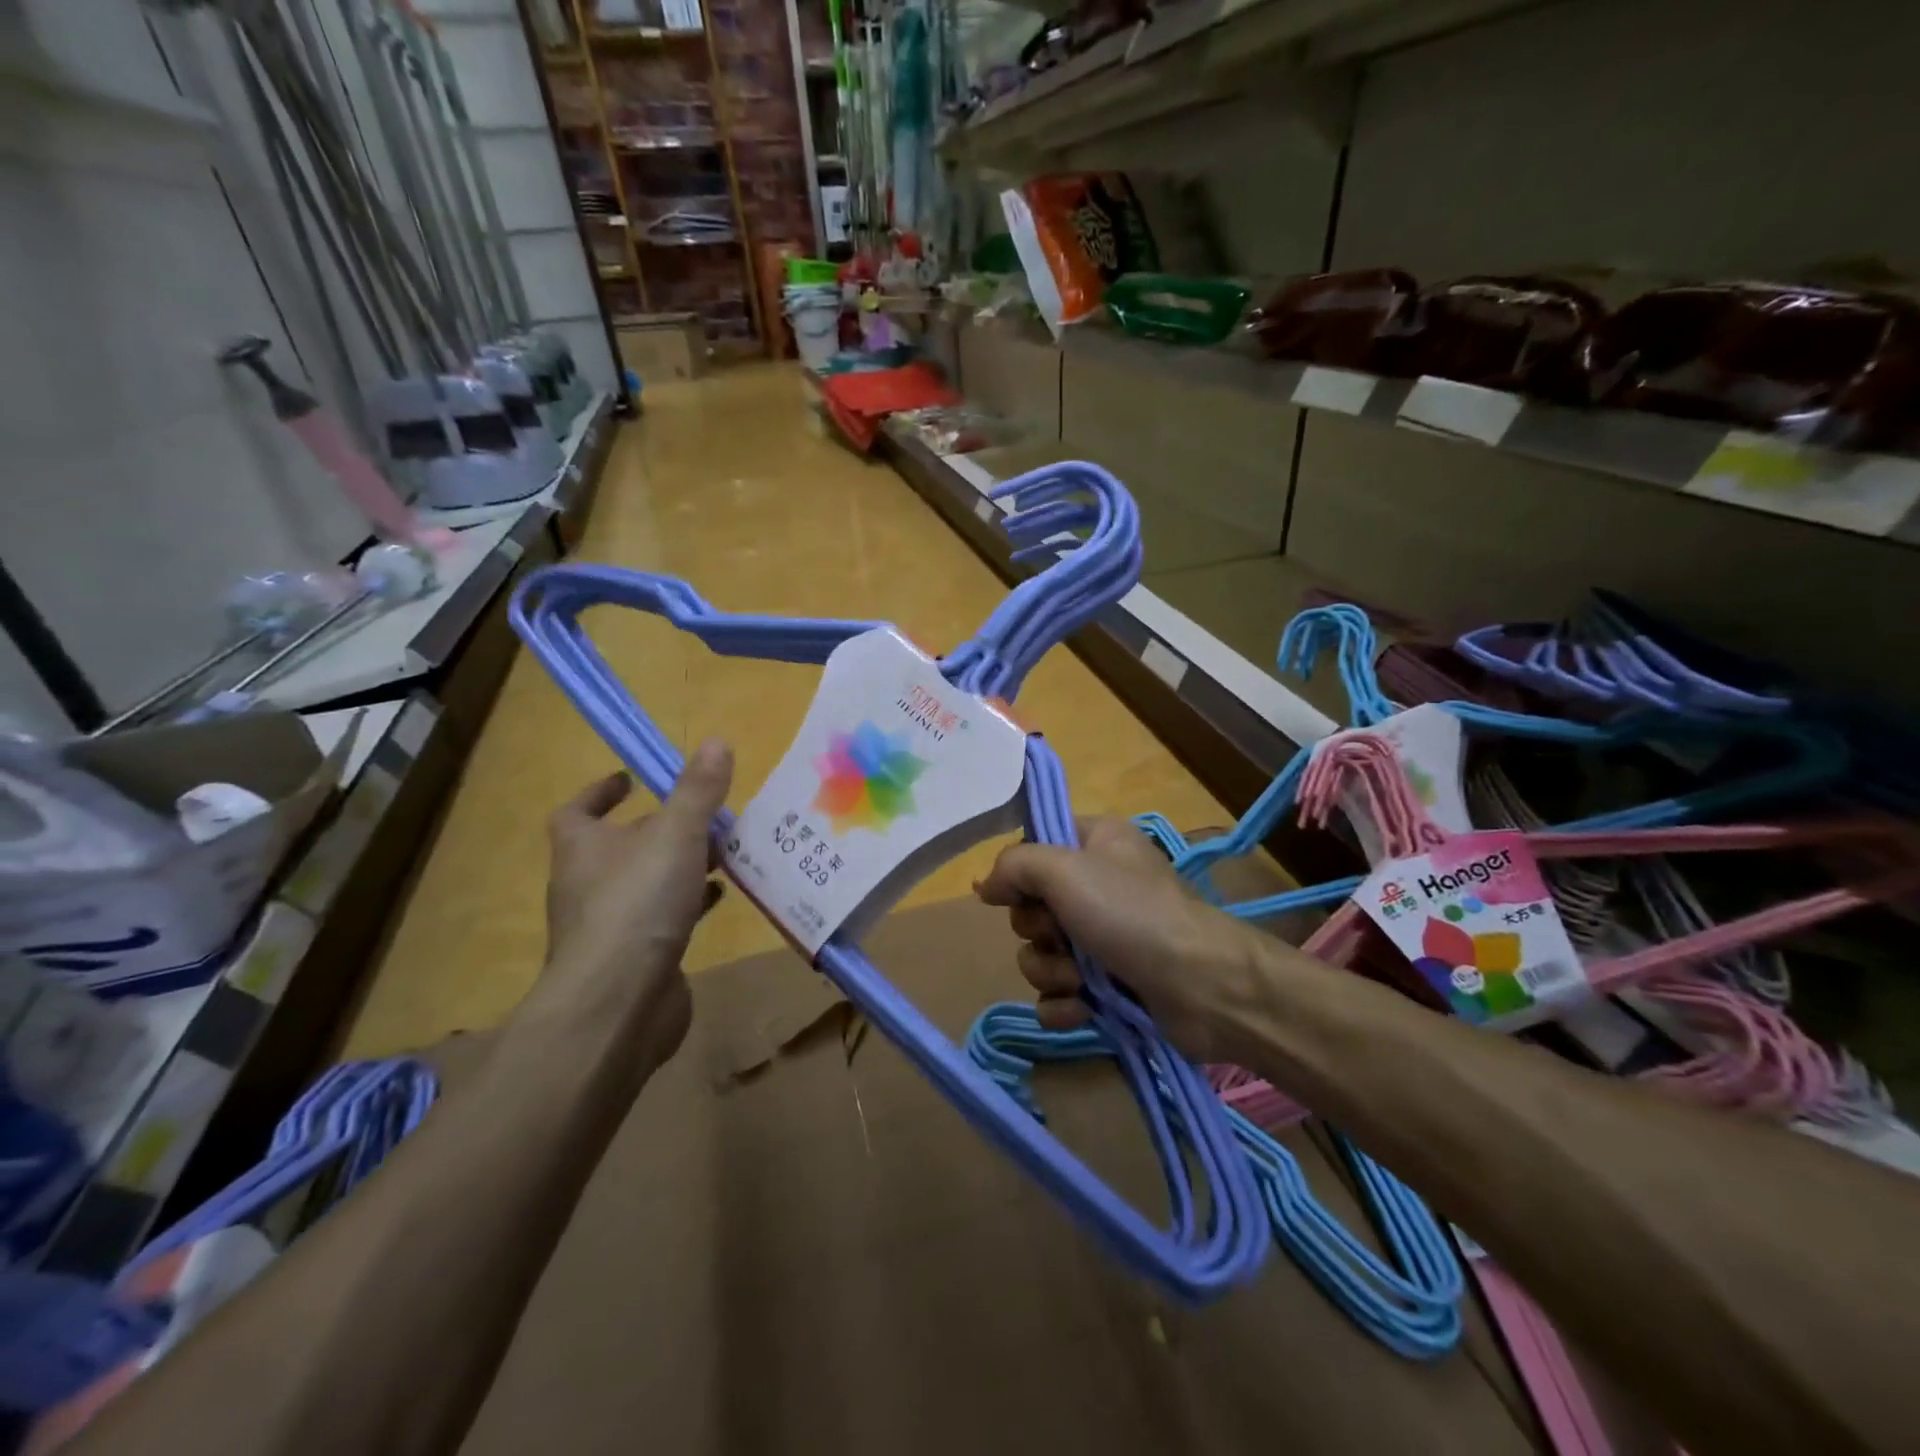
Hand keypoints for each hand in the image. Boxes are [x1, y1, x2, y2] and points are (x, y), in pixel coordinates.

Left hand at [539, 740, 733, 1062]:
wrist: (618, 1003)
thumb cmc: (638, 904)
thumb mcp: (675, 834)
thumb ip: (697, 791)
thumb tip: (716, 741)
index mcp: (583, 848)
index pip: (577, 811)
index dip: (600, 792)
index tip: (632, 778)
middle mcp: (587, 884)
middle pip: (619, 847)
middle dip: (658, 829)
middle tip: (702, 817)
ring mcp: (607, 927)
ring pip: (645, 884)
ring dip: (678, 868)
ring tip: (722, 854)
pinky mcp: (633, 960)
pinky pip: (661, 921)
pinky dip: (687, 906)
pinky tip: (717, 901)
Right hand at [975, 817, 1268, 1063]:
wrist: (1202, 986)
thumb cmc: (1131, 913)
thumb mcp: (1064, 869)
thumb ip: (1015, 864)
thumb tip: (986, 884)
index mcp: (1096, 843)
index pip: (1036, 846)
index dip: (1019, 872)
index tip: (1013, 894)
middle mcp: (1099, 885)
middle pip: (1032, 906)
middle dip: (1038, 931)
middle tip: (1062, 936)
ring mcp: (1105, 938)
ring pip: (1041, 953)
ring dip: (1051, 971)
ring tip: (1080, 980)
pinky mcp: (1109, 985)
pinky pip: (1059, 994)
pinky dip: (1064, 1004)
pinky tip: (1080, 1010)